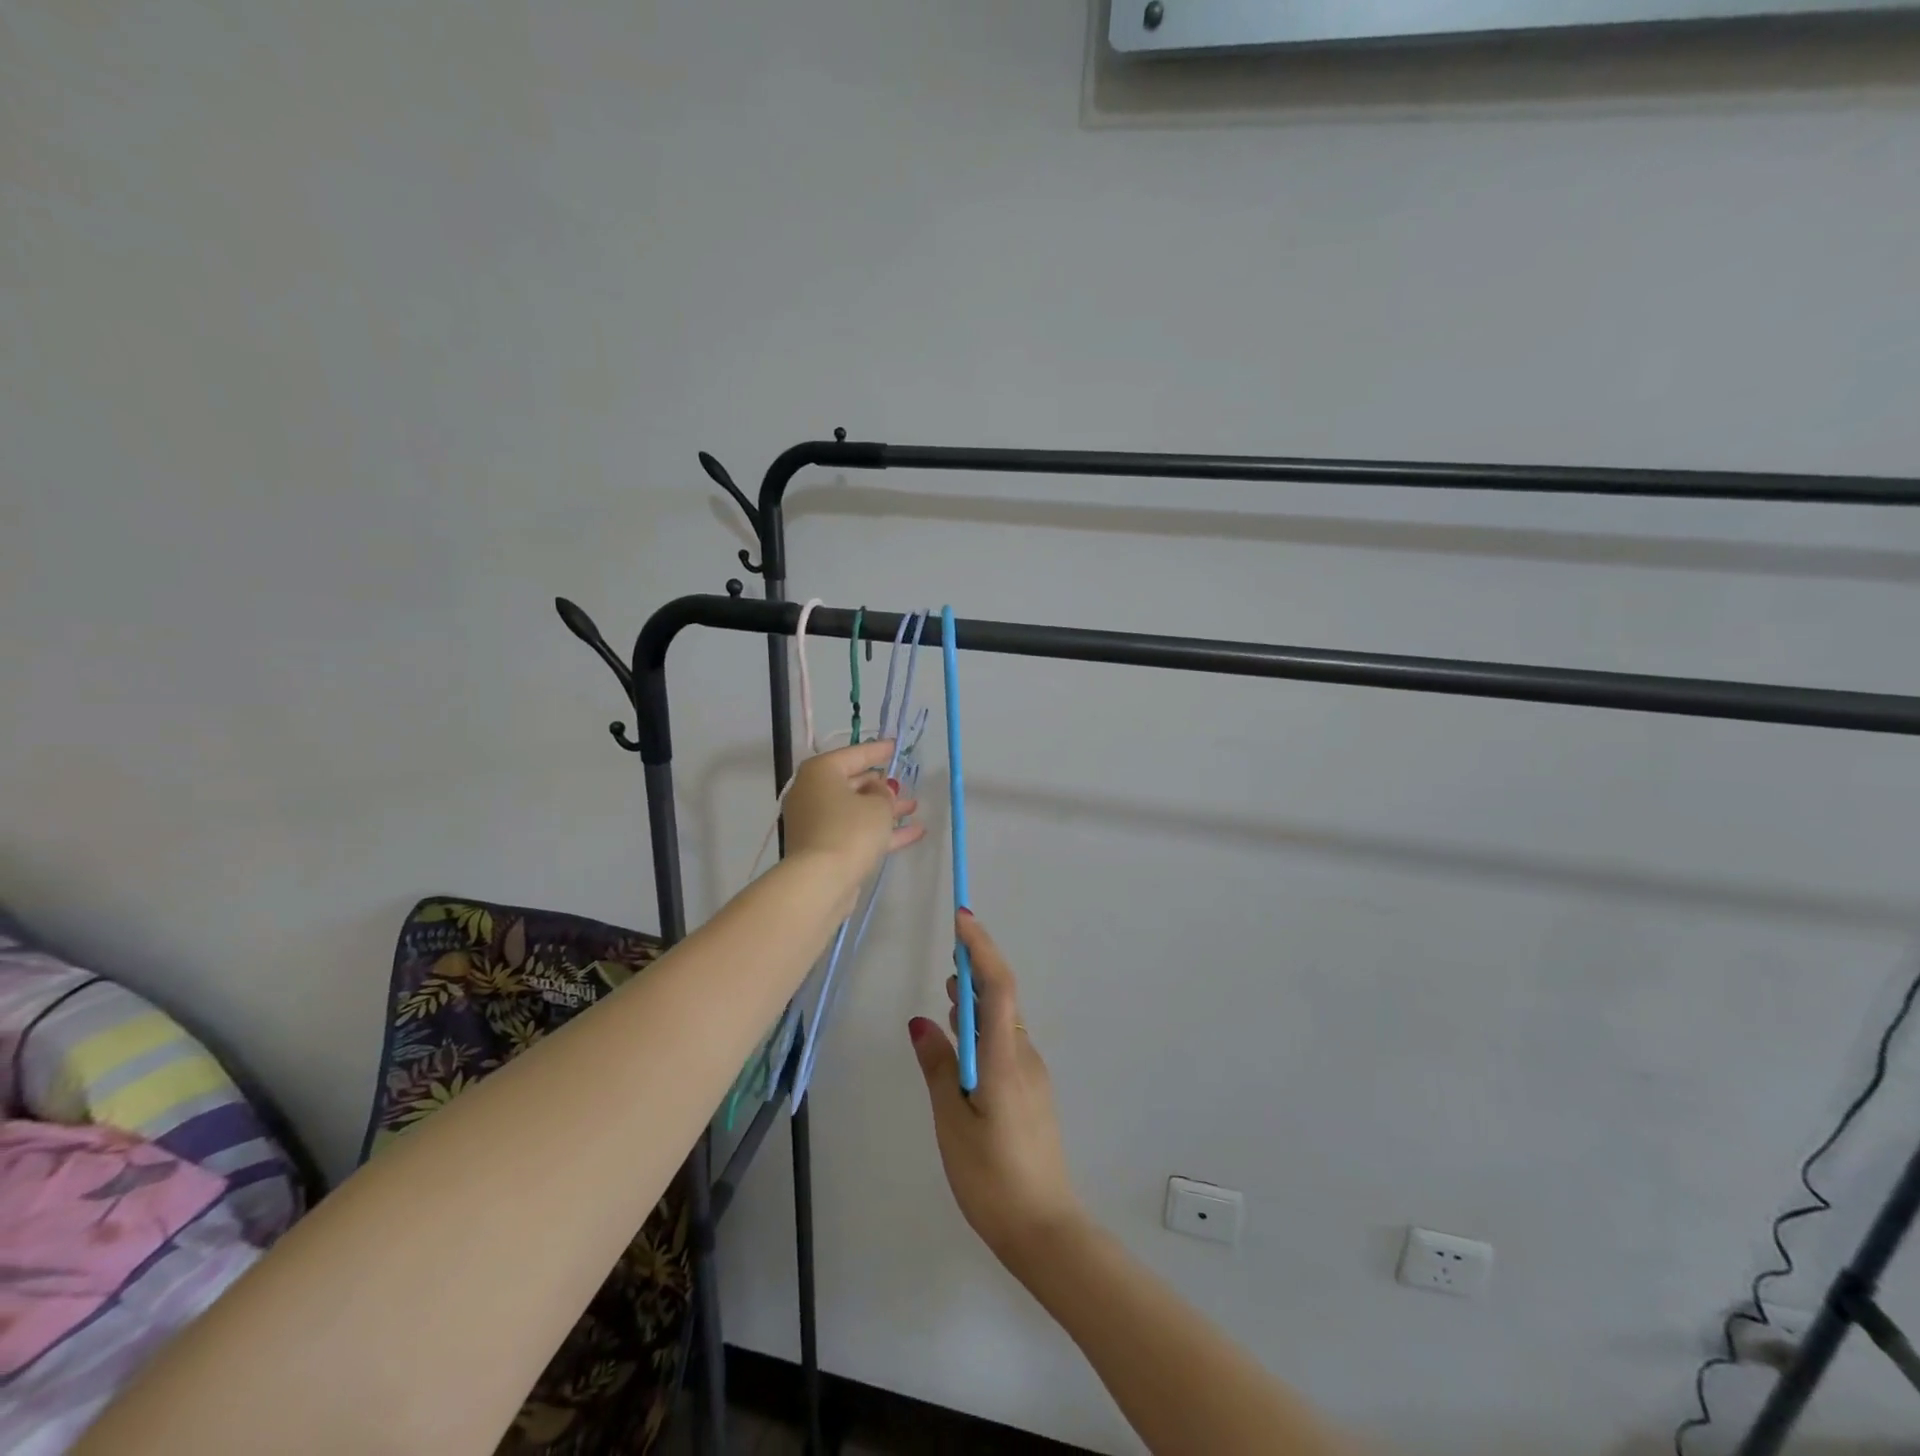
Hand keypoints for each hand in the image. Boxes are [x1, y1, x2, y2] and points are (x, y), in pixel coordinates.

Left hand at [783, 740, 921, 894]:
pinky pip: (855, 832)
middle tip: (903, 784)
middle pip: (852, 783)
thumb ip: (884, 793)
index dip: (878, 750)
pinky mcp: (823, 848)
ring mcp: (816, 822)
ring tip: (914, 807)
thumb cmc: (850, 830)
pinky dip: (880, 831)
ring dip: (884, 809)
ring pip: (855, 810)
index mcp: (821, 772)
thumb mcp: (878, 805)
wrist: (821, 882)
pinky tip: (913, 833)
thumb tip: (879, 791)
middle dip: (881, 785)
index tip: (895, 746)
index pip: (854, 754)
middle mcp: (812, 793)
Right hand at [909, 912, 1083, 1268]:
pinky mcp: (1031, 1092)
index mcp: (1004, 1058)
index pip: (996, 985)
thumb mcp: (953, 1123)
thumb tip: (921, 1022)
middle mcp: (1024, 1056)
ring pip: (1004, 1021)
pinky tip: (963, 1046)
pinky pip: (1007, 1044)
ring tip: (949, 995)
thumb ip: (939, 1068)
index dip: (981, 948)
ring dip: (978, 1001)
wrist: (1045, 1231)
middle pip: (1003, 998)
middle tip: (948, 957)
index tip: (962, 919)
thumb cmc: (992, 1179)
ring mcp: (1032, 1074)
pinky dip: (984, 1029)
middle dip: (976, 969)